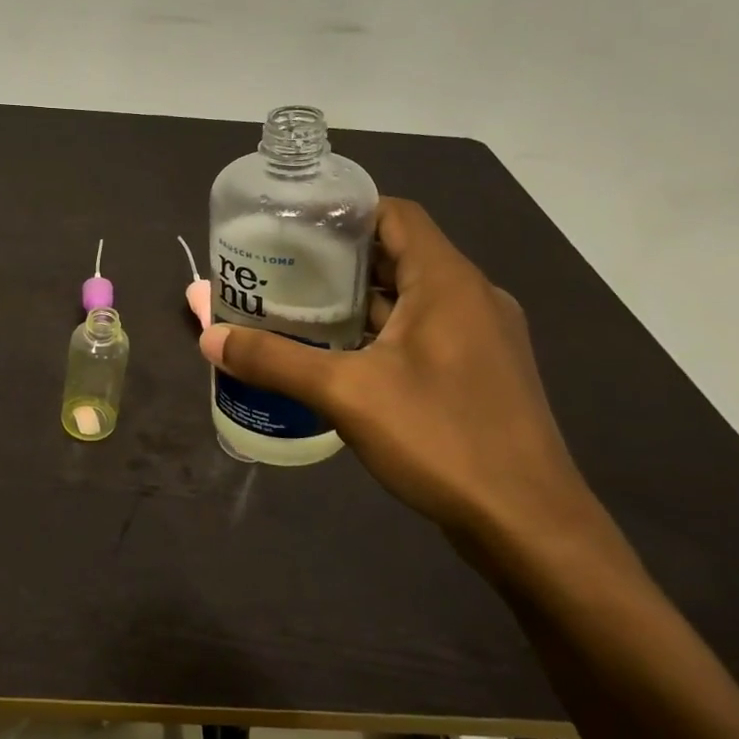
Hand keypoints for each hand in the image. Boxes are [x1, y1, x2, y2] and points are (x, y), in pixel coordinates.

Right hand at [200, 198, 602, 555]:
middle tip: (281, 271)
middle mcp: (472, 298)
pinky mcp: (480, 375)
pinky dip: (381, 335)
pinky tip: (339, 359)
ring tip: (298, 311)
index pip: (395, 214)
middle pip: (399, 255)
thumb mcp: (346, 394)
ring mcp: (482, 339)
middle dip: (339, 261)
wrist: (529, 527)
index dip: (345, 211)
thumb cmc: (442, 439)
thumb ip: (275, 361)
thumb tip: (209, 338)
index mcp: (448, 282)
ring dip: (359, 302)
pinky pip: (423, 334)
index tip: (294, 227)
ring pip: (410, 299)